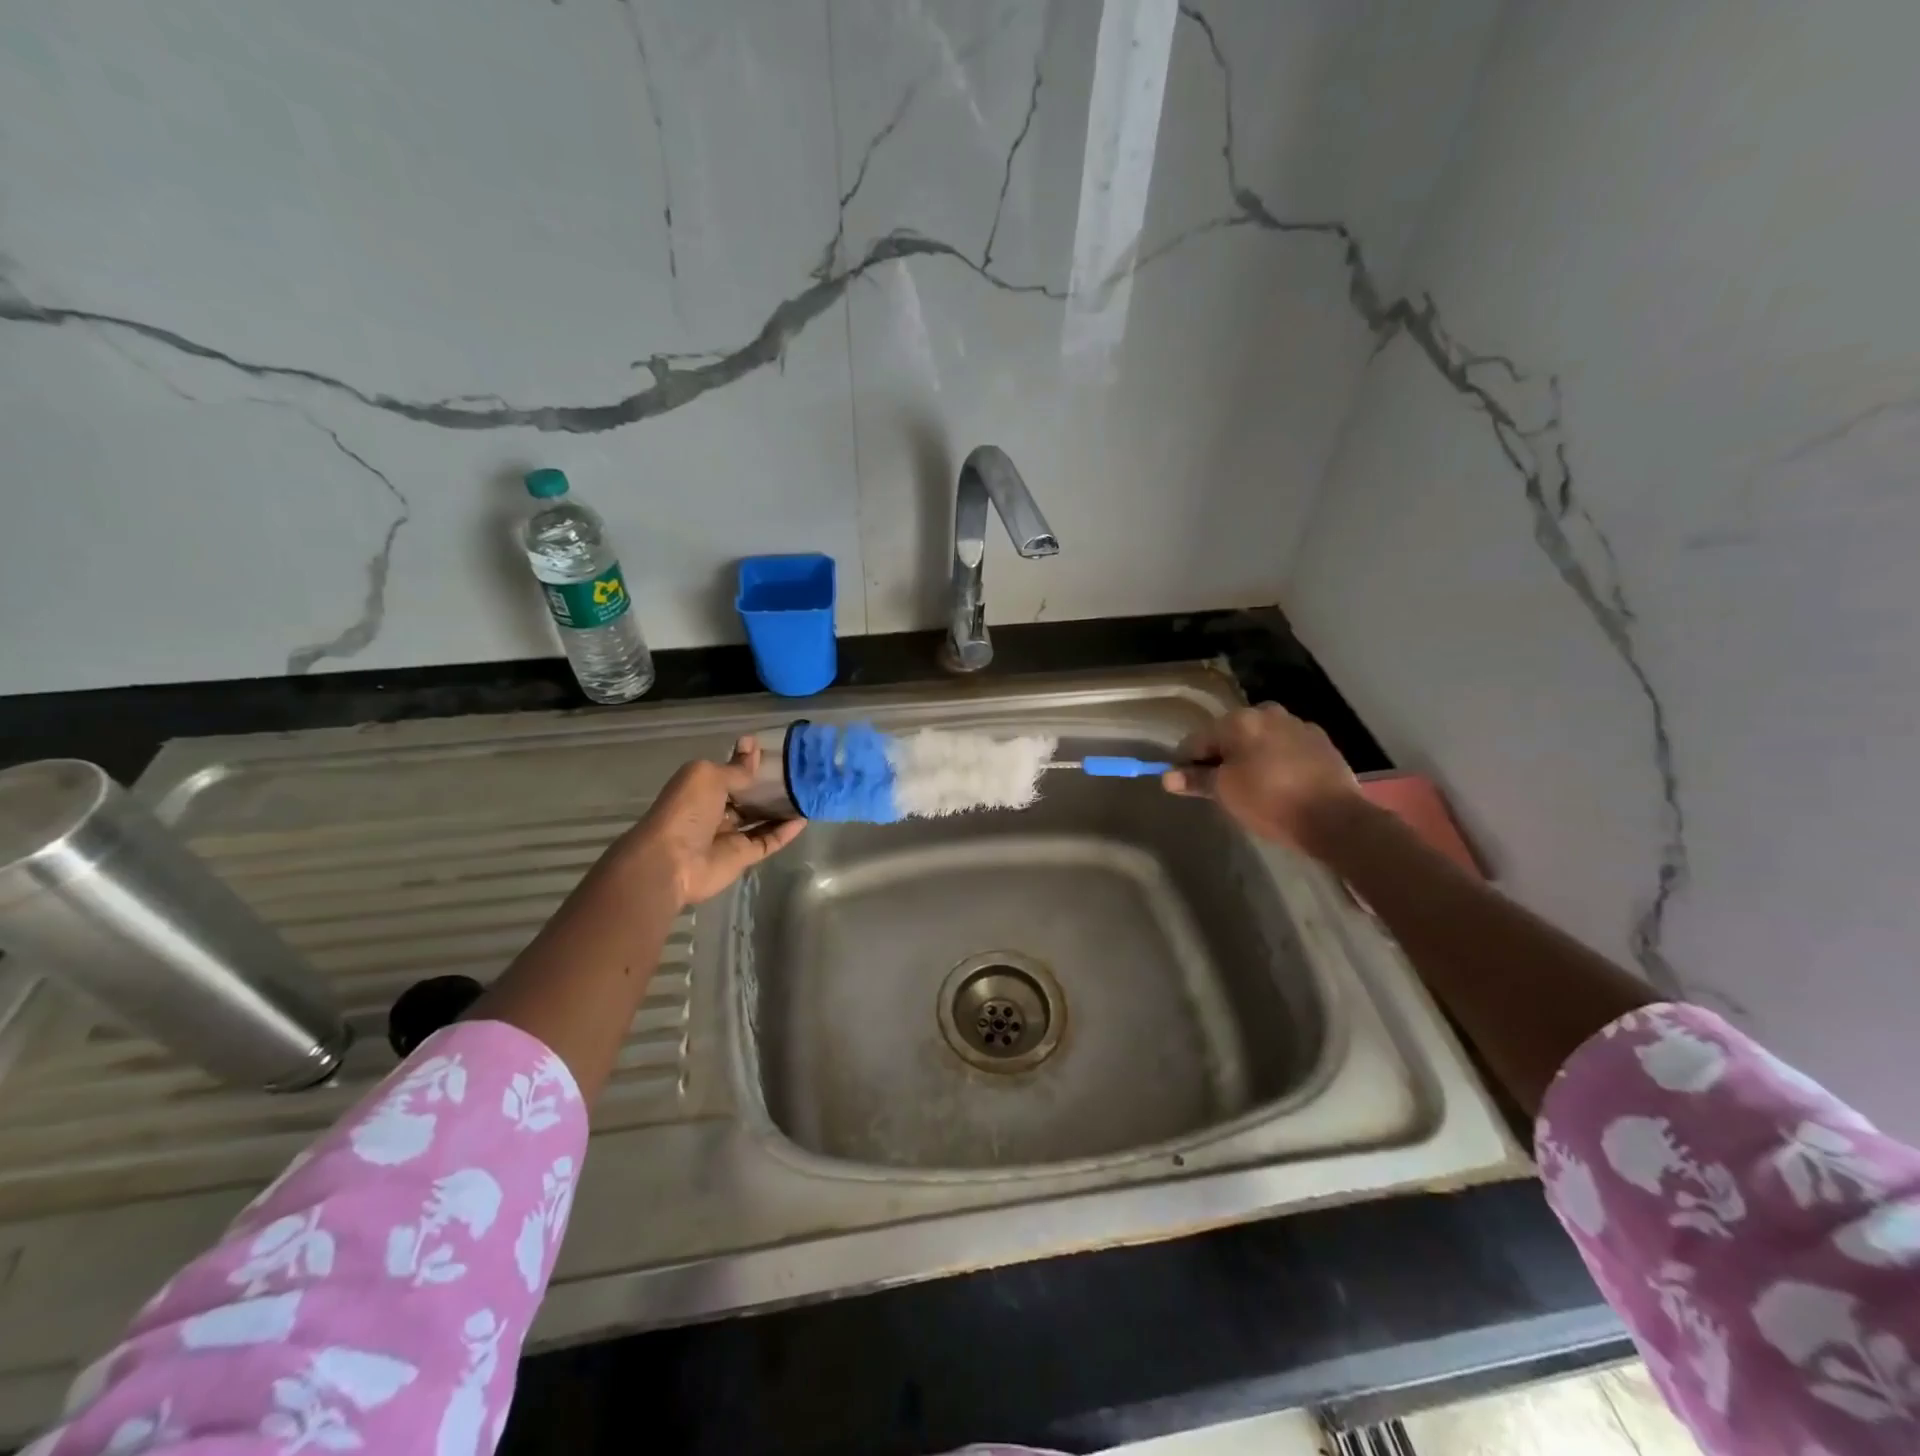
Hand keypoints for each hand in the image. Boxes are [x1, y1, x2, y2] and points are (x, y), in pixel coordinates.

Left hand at [622, 736, 805, 907]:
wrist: (671, 862)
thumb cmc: (686, 811)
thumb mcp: (709, 777)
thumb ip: (736, 767)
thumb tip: (753, 744)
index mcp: (702, 789)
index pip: (731, 774)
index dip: (752, 765)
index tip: (780, 754)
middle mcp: (715, 811)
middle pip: (747, 798)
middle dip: (770, 787)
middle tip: (800, 774)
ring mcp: (729, 836)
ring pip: (760, 820)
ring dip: (781, 809)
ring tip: (807, 795)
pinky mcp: (743, 857)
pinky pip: (768, 841)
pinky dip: (785, 832)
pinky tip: (804, 818)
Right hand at [1162, 704, 1363, 854]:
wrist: (1335, 819)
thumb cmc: (1270, 802)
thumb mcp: (1225, 793)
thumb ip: (1195, 780)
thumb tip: (1167, 777)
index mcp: (1239, 721)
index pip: (1196, 740)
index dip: (1187, 764)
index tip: (1191, 786)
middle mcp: (1267, 713)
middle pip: (1229, 735)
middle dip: (1222, 758)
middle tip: (1224, 790)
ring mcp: (1297, 725)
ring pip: (1259, 739)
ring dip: (1250, 757)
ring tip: (1254, 788)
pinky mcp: (1321, 741)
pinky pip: (1285, 747)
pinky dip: (1276, 760)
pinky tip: (1282, 784)